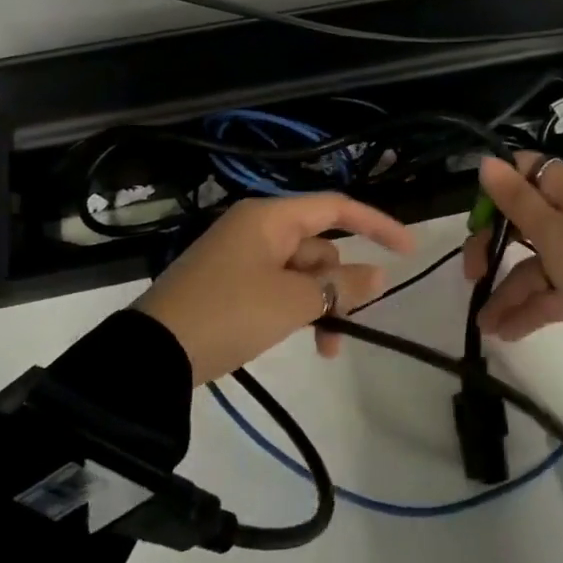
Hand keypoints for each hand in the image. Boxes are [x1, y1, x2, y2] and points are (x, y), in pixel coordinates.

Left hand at [137, 194, 414, 383]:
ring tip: (327, 347)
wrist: (153, 355)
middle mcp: (258, 229)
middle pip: (320, 247)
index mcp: (270, 217)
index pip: (335, 208)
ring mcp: (243, 258)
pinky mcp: (232, 285)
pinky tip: (307, 341)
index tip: (409, 248)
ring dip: (322, 305)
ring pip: (303, 273)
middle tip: (346, 324)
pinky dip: (298, 310)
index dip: (376, 224)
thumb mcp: (292, 301)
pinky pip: (280, 289)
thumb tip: (379, 275)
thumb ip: (340, 287)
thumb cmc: (229, 313)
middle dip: (340, 285)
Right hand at [463, 153, 562, 385]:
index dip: (498, 187)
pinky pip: (548, 294)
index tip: (474, 216)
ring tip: (484, 324)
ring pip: (532, 264)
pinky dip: (526, 311)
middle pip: (523, 220)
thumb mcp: (554, 231)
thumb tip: (486, 160)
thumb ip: (516, 198)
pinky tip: (504, 332)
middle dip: (493, 245)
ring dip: (506, 291)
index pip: (527, 171)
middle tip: (471, 273)